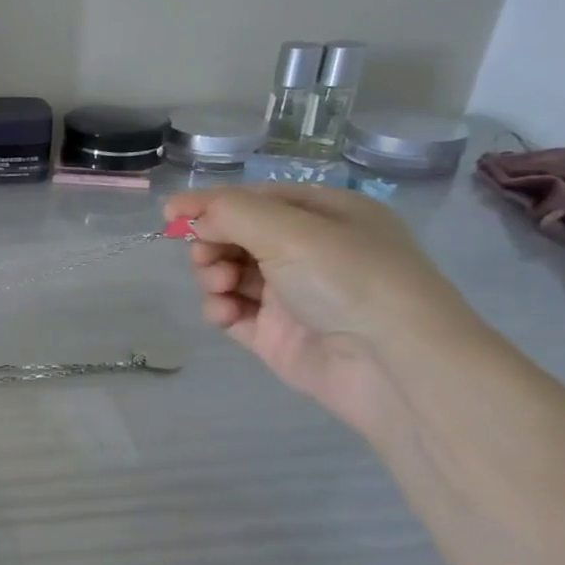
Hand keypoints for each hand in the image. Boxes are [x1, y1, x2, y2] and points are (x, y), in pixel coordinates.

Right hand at [163, 185, 484, 434]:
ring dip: (213, 275)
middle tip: (206, 257)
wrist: (394, 365)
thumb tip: (190, 215)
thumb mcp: (290, 231)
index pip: (256, 199)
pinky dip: (221, 309)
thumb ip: (231, 214)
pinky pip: (234, 312)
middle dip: (213, 243)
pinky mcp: (278, 335)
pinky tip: (225, 314)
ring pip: (230, 274)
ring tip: (220, 287)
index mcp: (326, 216)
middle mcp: (310, 252)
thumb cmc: (348, 280)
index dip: (212, 204)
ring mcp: (293, 295)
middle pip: (238, 237)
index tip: (170, 213)